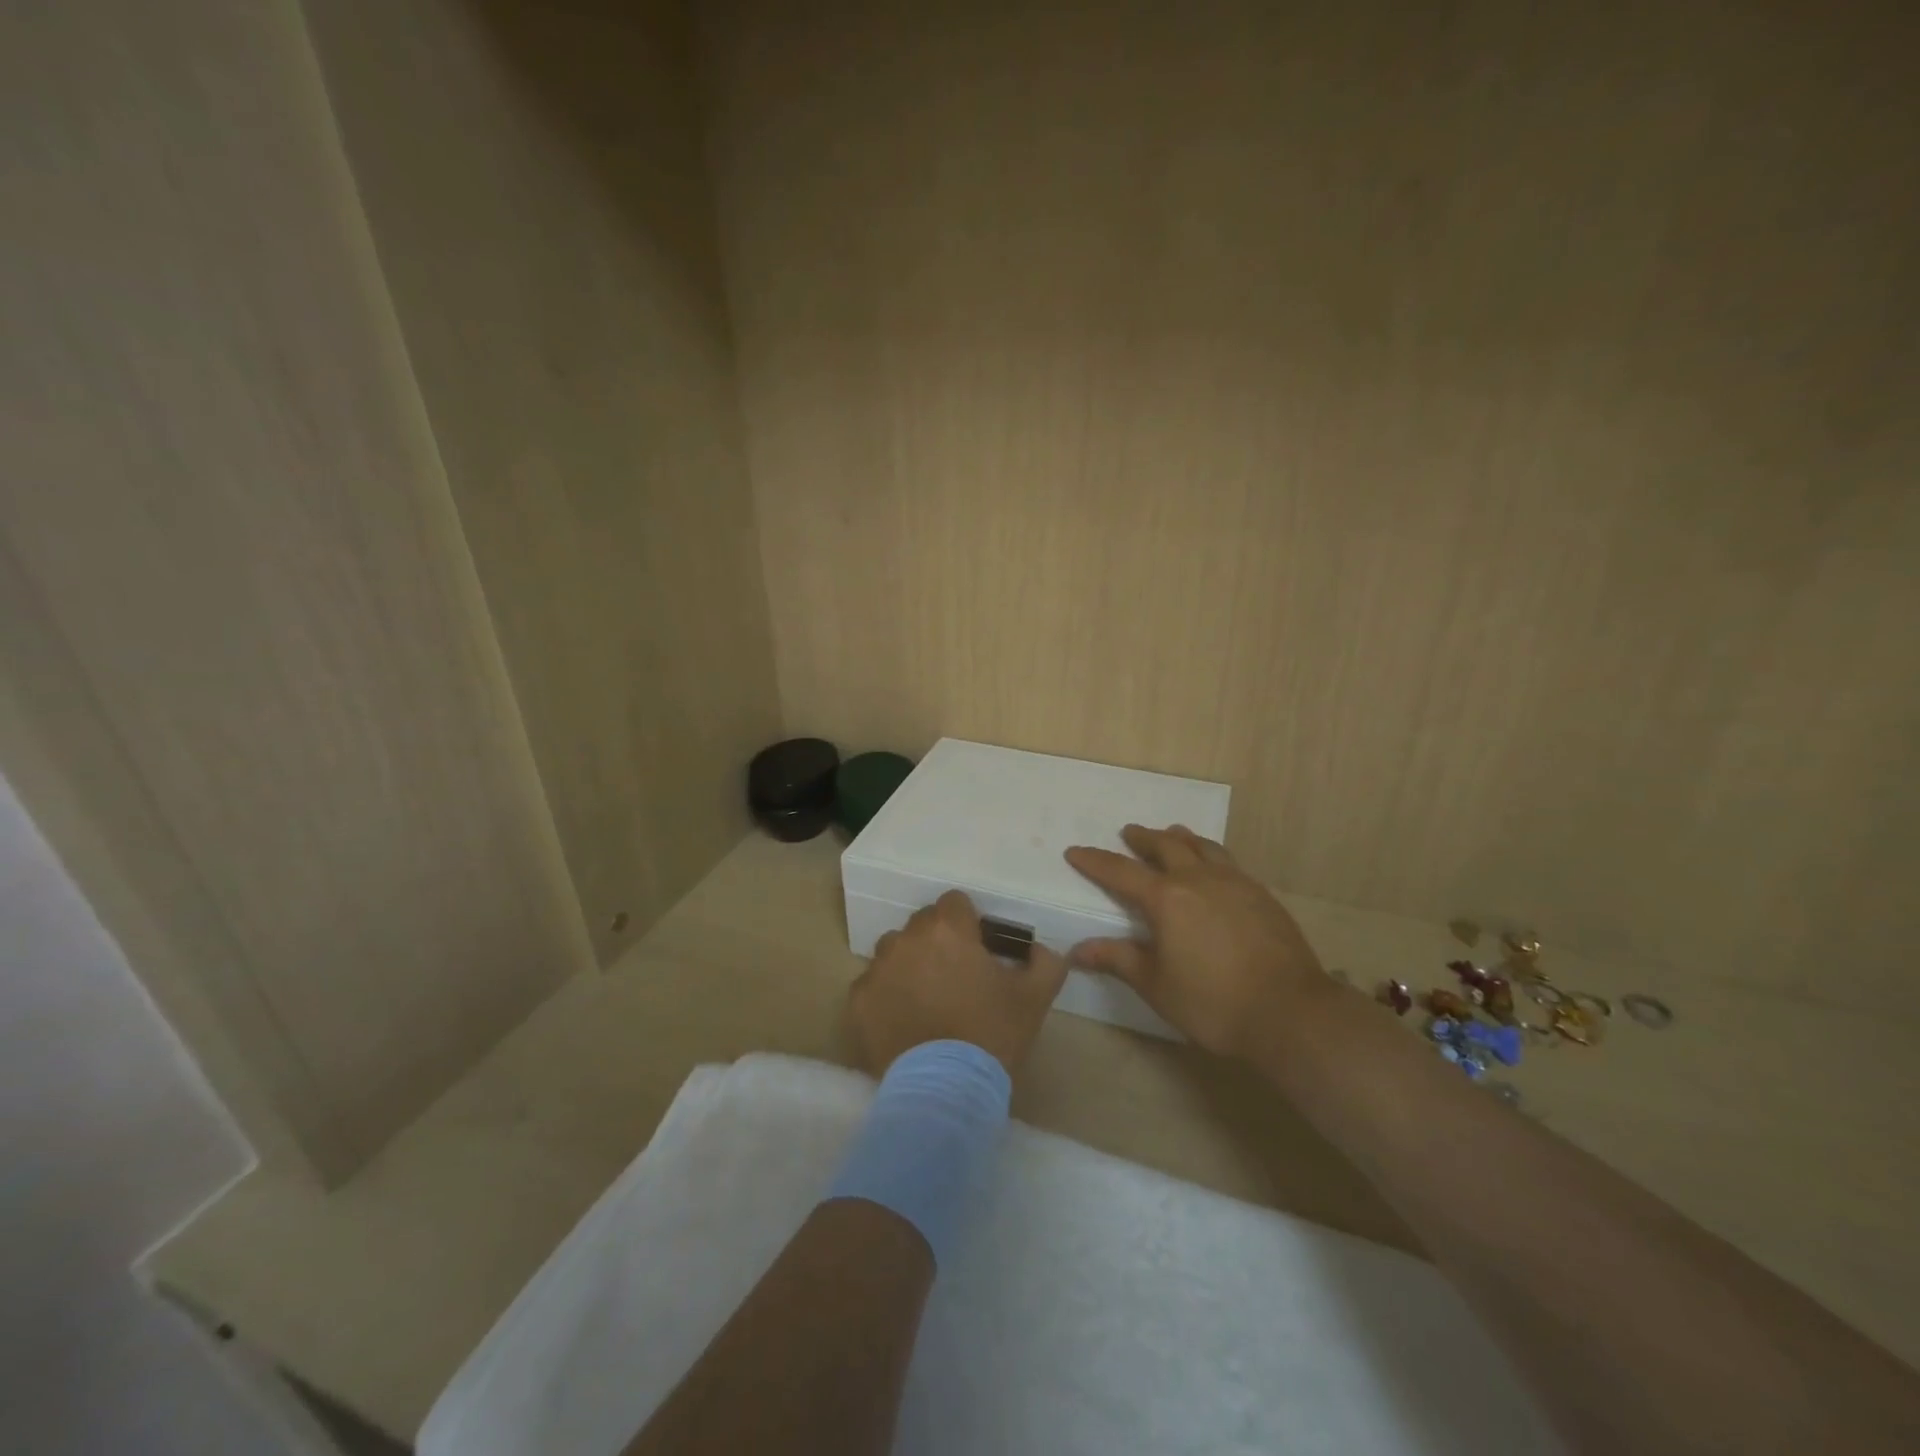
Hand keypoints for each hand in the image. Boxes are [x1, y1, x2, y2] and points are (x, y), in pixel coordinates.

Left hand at [848, 890, 1070, 1078]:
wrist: (945, 1089)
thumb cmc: (992, 1034)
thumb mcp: (1035, 997)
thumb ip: (1045, 962)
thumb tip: (1040, 950)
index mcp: (948, 929)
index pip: (955, 903)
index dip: (968, 924)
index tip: (978, 950)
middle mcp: (907, 939)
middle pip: (922, 925)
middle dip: (938, 942)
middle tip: (955, 978)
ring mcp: (878, 969)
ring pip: (894, 952)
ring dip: (909, 965)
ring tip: (927, 999)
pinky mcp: (857, 1001)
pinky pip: (873, 986)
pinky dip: (886, 996)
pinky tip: (904, 1022)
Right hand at [1064, 825, 1327, 1058]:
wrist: (1291, 1012)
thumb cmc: (1213, 1002)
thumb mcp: (1156, 985)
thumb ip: (1118, 959)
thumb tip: (1077, 950)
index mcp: (1166, 899)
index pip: (1120, 872)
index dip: (1095, 861)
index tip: (1075, 851)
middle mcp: (1198, 879)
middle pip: (1166, 846)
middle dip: (1143, 839)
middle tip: (1129, 833)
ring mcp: (1235, 883)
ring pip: (1202, 846)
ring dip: (1181, 838)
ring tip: (1172, 834)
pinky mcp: (1261, 895)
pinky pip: (1228, 862)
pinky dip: (1210, 854)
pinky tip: (1214, 868)